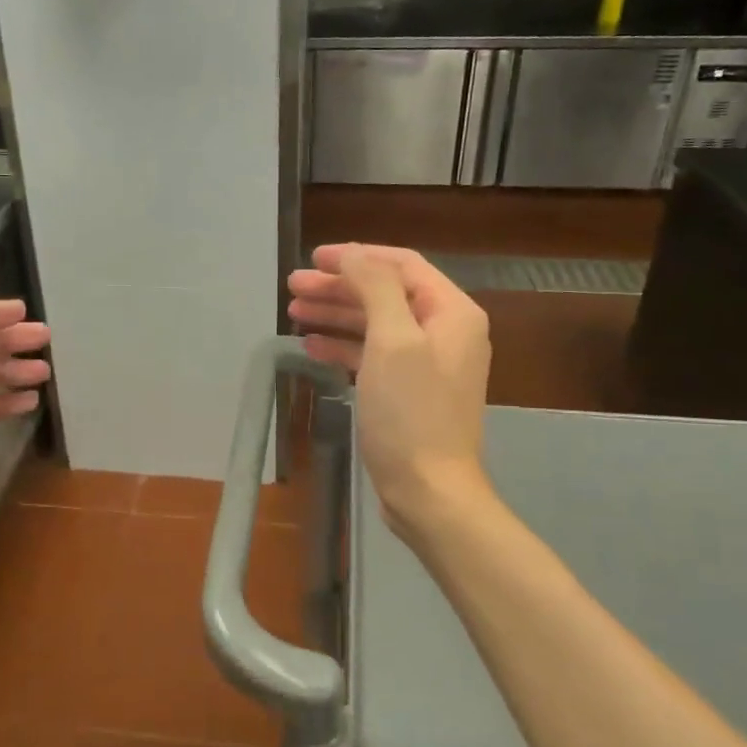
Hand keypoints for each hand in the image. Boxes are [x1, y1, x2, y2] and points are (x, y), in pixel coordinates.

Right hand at [288, 244, 491, 538]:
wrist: (429, 491)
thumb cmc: (411, 413)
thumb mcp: (393, 341)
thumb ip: (375, 287)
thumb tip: (353, 254)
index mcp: (452, 312)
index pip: (401, 265)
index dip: (356, 256)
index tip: (313, 258)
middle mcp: (444, 331)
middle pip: (385, 293)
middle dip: (339, 287)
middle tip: (293, 287)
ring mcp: (426, 362)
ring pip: (375, 323)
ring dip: (336, 314)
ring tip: (294, 311)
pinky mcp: (408, 390)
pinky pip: (373, 355)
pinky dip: (343, 346)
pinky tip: (311, 346)